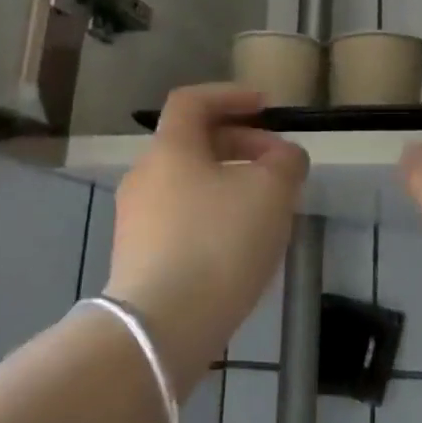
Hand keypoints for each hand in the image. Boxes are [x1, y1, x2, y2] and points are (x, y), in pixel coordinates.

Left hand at [107, 84, 307, 388]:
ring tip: (267, 208)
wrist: (162, 326)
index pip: (193, 100)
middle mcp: (144, 176)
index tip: (266, 107)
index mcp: (170, 149)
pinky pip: (182, 218)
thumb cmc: (218, 243)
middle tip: (278, 165)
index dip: (231, 95)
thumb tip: (284, 156)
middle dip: (240, 145)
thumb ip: (285, 162)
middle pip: (193, 143)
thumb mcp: (271, 192)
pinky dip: (213, 215)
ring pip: (190, 183)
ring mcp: (136, 219)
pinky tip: (240, 244)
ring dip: (229, 183)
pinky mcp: (139, 256)